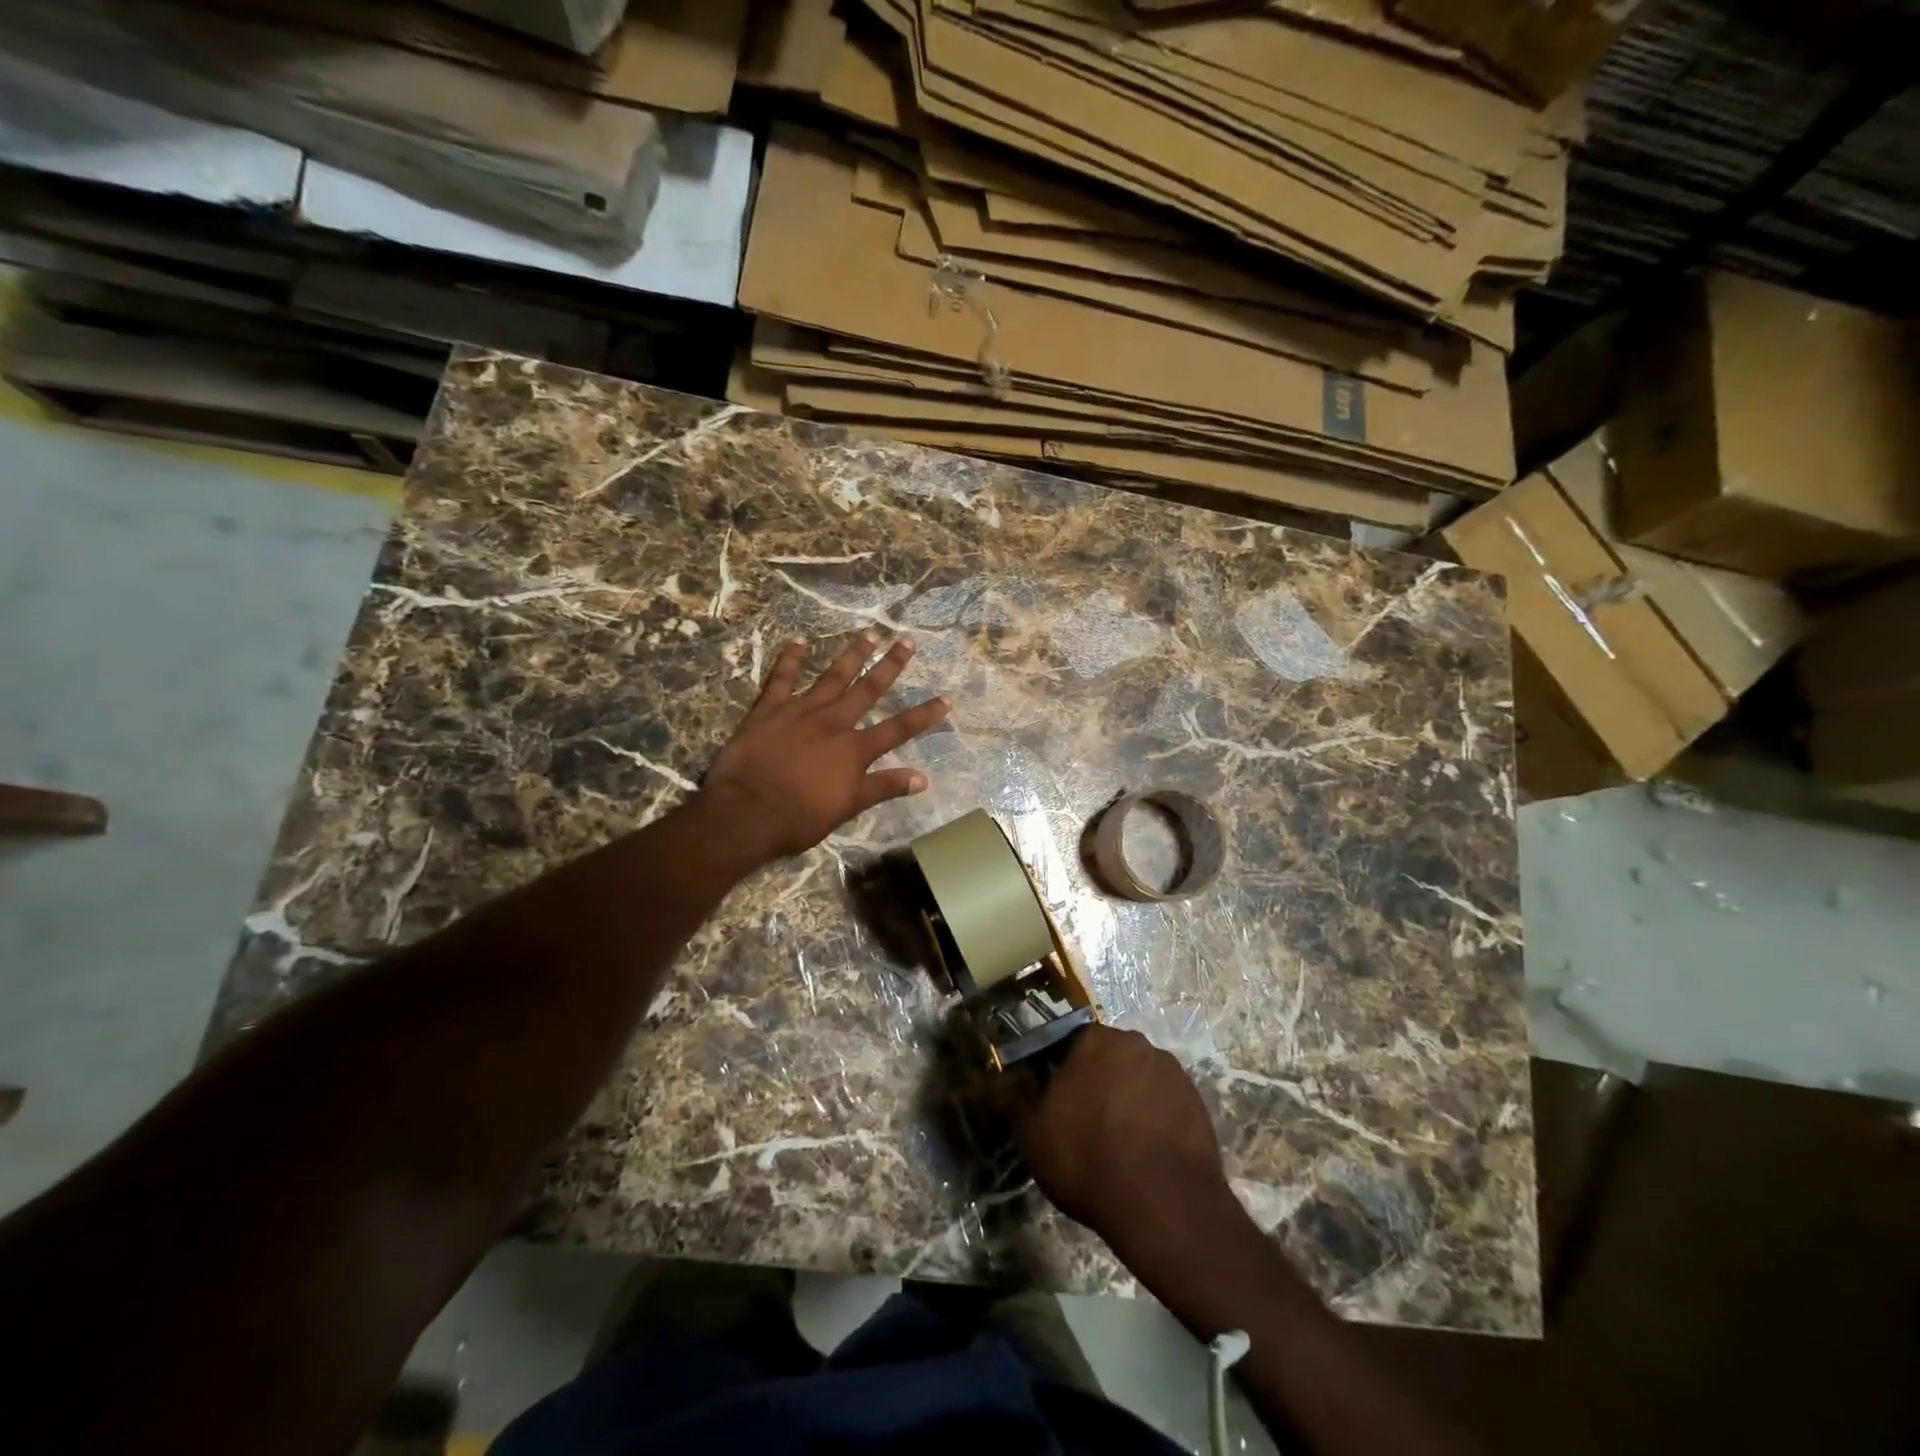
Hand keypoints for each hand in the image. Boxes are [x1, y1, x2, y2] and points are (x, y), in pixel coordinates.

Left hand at [700, 630, 949, 863]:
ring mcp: (801, 711)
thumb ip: (884, 787)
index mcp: (854, 749)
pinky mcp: (769, 709)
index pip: (898, 729)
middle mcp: (834, 722)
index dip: (923, 715)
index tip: (946, 699)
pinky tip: (799, 641)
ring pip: (832, 676)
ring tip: (869, 634)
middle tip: (906, 641)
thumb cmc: (800, 817)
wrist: (748, 812)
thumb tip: (922, 779)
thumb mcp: (848, 806)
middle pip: (868, 689)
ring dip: (852, 654)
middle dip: (890, 665)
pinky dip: (791, 658)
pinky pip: (782, 677)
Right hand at [1011, 1025, 1233, 1257]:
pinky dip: (1156, 1121)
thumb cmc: (1088, 1160)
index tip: (1057, 1103)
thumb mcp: (1033, 1134)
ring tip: (1120, 1145)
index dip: (1060, 1072)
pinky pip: (1166, 1104)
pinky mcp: (1198, 1103)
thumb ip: (1015, 1098)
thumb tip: (1004, 1078)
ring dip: (1128, 1101)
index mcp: (1095, 1040)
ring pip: (1139, 1080)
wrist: (1164, 1206)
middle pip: (1109, 1059)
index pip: (1070, 1043)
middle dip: (1098, 1083)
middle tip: (1086, 1124)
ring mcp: (1173, 1073)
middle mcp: (1136, 1044)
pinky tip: (1147, 1155)